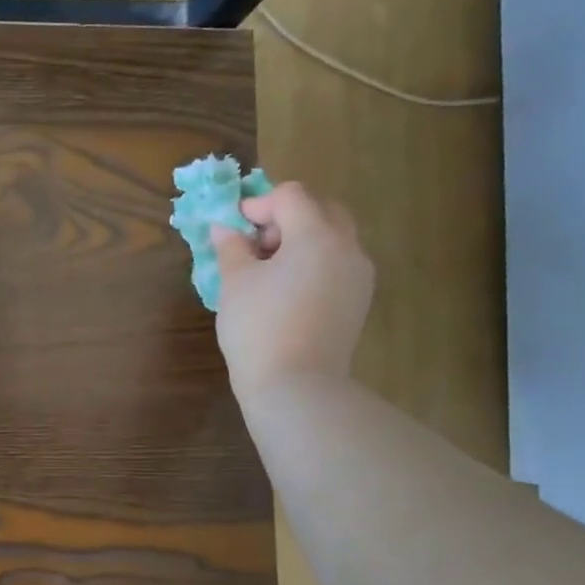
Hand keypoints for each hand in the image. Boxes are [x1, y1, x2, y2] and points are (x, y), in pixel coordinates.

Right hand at [212, 182, 374, 396]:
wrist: (296, 388)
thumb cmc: (259, 329)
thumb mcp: (235, 284)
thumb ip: (231, 248)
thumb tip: (225, 228)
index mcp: (317, 235)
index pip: (290, 196)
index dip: (258, 204)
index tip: (234, 227)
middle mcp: (347, 247)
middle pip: (321, 209)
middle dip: (286, 218)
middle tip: (257, 245)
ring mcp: (359, 275)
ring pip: (334, 237)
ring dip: (302, 240)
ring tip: (270, 270)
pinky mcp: (359, 301)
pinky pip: (338, 265)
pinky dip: (315, 263)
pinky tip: (288, 291)